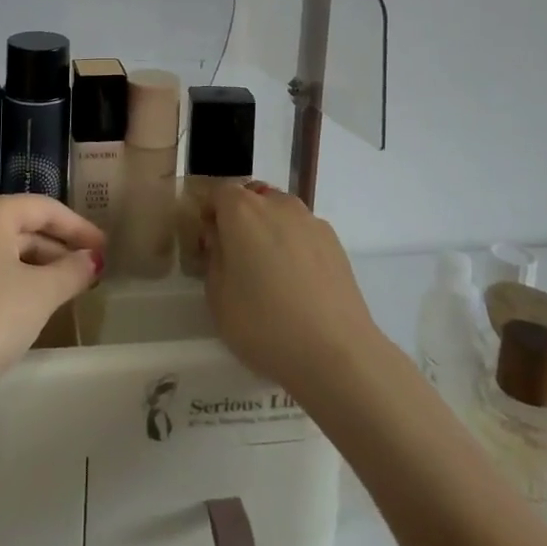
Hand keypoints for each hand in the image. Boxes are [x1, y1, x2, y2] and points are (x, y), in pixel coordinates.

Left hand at [0, 195, 103, 401]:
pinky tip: (23, 305)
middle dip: (58, 248)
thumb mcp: (39, 295)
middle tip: (88, 271)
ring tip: (62, 290)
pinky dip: (9, 279)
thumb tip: (92, 259)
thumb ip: (71, 271)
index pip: (45, 208)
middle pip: (22, 227)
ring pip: (1, 250)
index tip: (104, 248)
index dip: (79, 227)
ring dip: (35, 266)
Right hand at [202, 183, 383, 397]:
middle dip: (241, 219)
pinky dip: (295, 246)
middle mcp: (277, 204)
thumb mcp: (217, 298)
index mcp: (242, 210)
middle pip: (252, 198)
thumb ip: (214, 258)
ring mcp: (310, 220)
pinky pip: (304, 232)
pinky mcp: (335, 242)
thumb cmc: (265, 324)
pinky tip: (299, 284)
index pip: (218, 193)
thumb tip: (221, 241)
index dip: (211, 214)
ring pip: (280, 213)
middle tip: (238, 258)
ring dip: (270, 230)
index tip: (210, 243)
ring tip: (273, 273)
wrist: (336, 353)